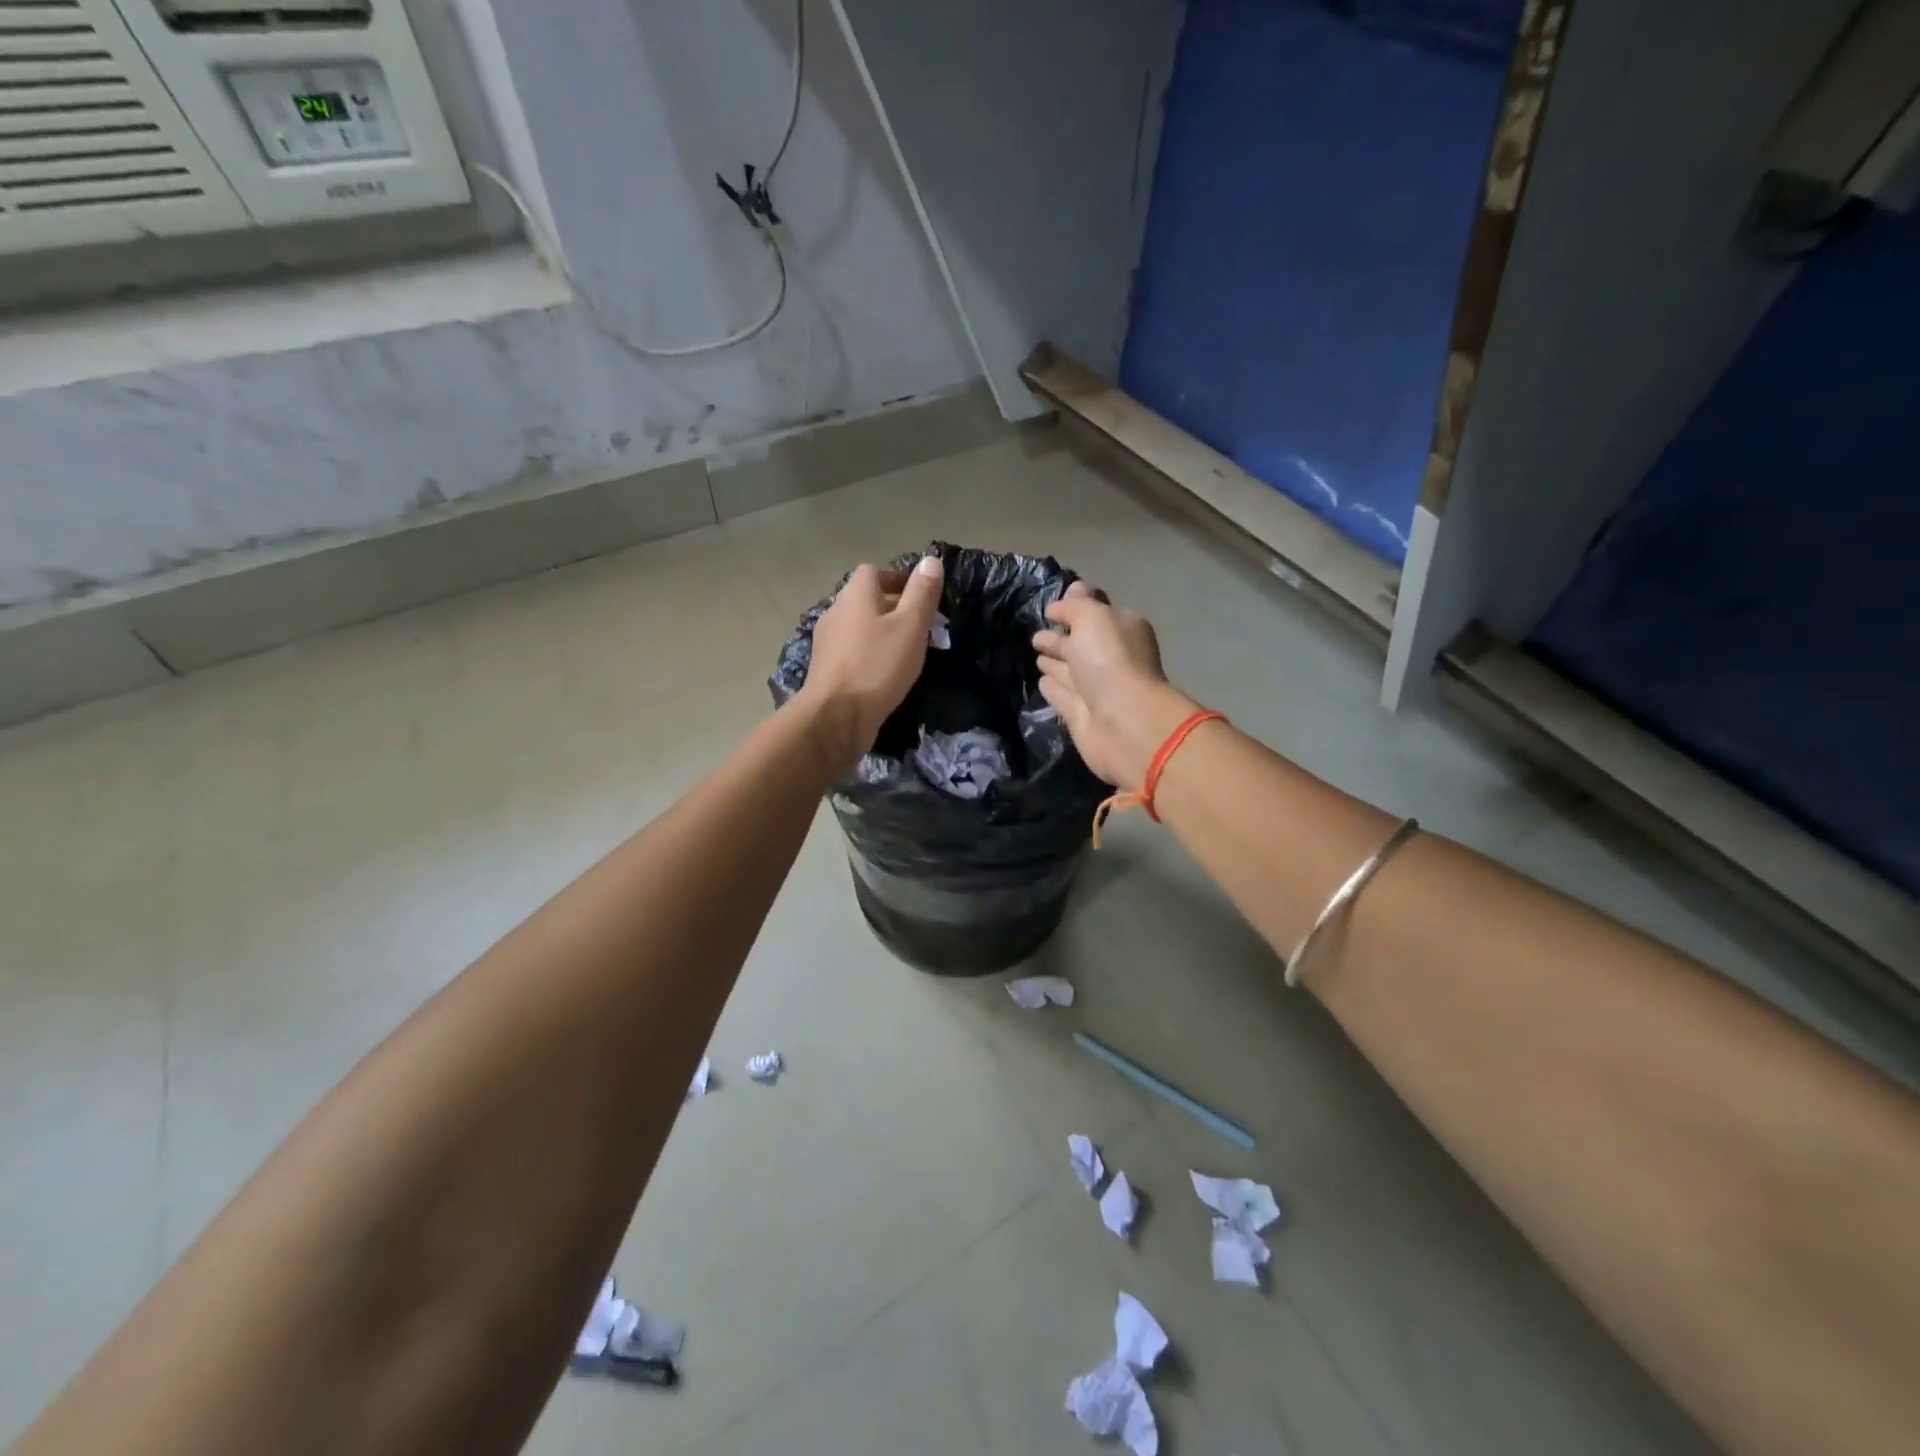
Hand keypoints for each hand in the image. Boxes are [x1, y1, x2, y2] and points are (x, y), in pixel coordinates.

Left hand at [798, 556, 944, 774]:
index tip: (925, 599)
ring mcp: (827, 640)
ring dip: (884, 632)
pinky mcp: (827, 668)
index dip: (901, 581)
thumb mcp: (911, 626)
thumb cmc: (878, 665)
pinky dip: (872, 653)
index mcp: (855, 593)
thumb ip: (922, 593)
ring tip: (910, 651)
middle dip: (896, 608)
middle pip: (867, 599)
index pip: (876, 572)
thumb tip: (931, 560)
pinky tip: (887, 672)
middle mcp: (836, 610)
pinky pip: (854, 650)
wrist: (836, 716)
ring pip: (861, 626)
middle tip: (925, 627)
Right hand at [1032, 582, 1196, 791]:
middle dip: (1061, 635)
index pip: (1097, 611)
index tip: (1052, 606)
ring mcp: (1096, 688)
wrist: (1122, 722)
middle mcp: (1111, 657)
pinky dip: (1053, 687)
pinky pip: (1063, 694)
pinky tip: (1041, 681)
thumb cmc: (1110, 660)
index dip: (1076, 605)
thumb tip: (1059, 605)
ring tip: (1036, 652)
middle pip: (1081, 642)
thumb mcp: (1093, 617)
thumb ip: (1075, 606)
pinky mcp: (1081, 714)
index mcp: (1122, 629)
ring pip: (1070, 668)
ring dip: (1055, 660)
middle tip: (1037, 633)